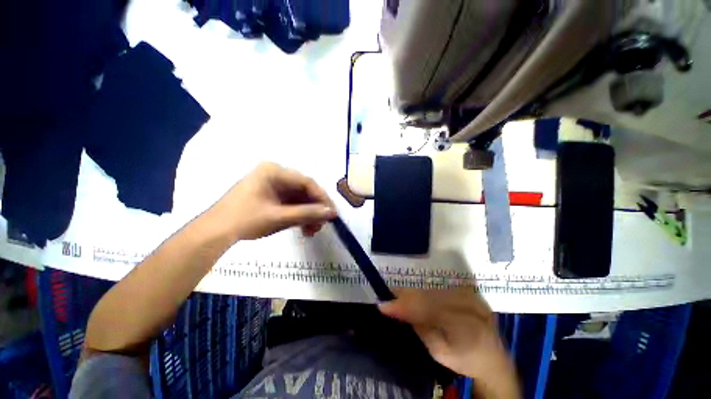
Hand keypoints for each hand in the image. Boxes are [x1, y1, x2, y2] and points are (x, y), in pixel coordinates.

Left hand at [208, 162, 336, 241]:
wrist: (215, 233)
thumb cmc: (245, 220)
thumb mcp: (279, 217)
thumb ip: (308, 213)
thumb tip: (332, 212)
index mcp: (274, 171)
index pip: (306, 182)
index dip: (322, 198)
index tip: (332, 213)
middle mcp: (274, 174)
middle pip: (303, 190)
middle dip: (314, 209)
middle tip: (323, 224)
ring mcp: (272, 185)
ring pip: (298, 198)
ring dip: (307, 214)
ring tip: (313, 231)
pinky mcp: (270, 195)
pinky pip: (290, 203)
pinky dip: (298, 215)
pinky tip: (303, 228)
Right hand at [379, 288, 520, 398]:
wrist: (493, 358)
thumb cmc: (466, 361)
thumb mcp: (440, 352)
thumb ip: (420, 328)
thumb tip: (397, 309)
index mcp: (468, 329)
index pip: (430, 311)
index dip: (406, 305)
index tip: (383, 305)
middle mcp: (471, 307)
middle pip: (430, 297)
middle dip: (406, 297)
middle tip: (387, 297)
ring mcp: (472, 296)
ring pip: (434, 291)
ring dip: (414, 294)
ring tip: (397, 296)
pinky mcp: (469, 291)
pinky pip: (440, 289)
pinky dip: (425, 292)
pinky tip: (414, 295)